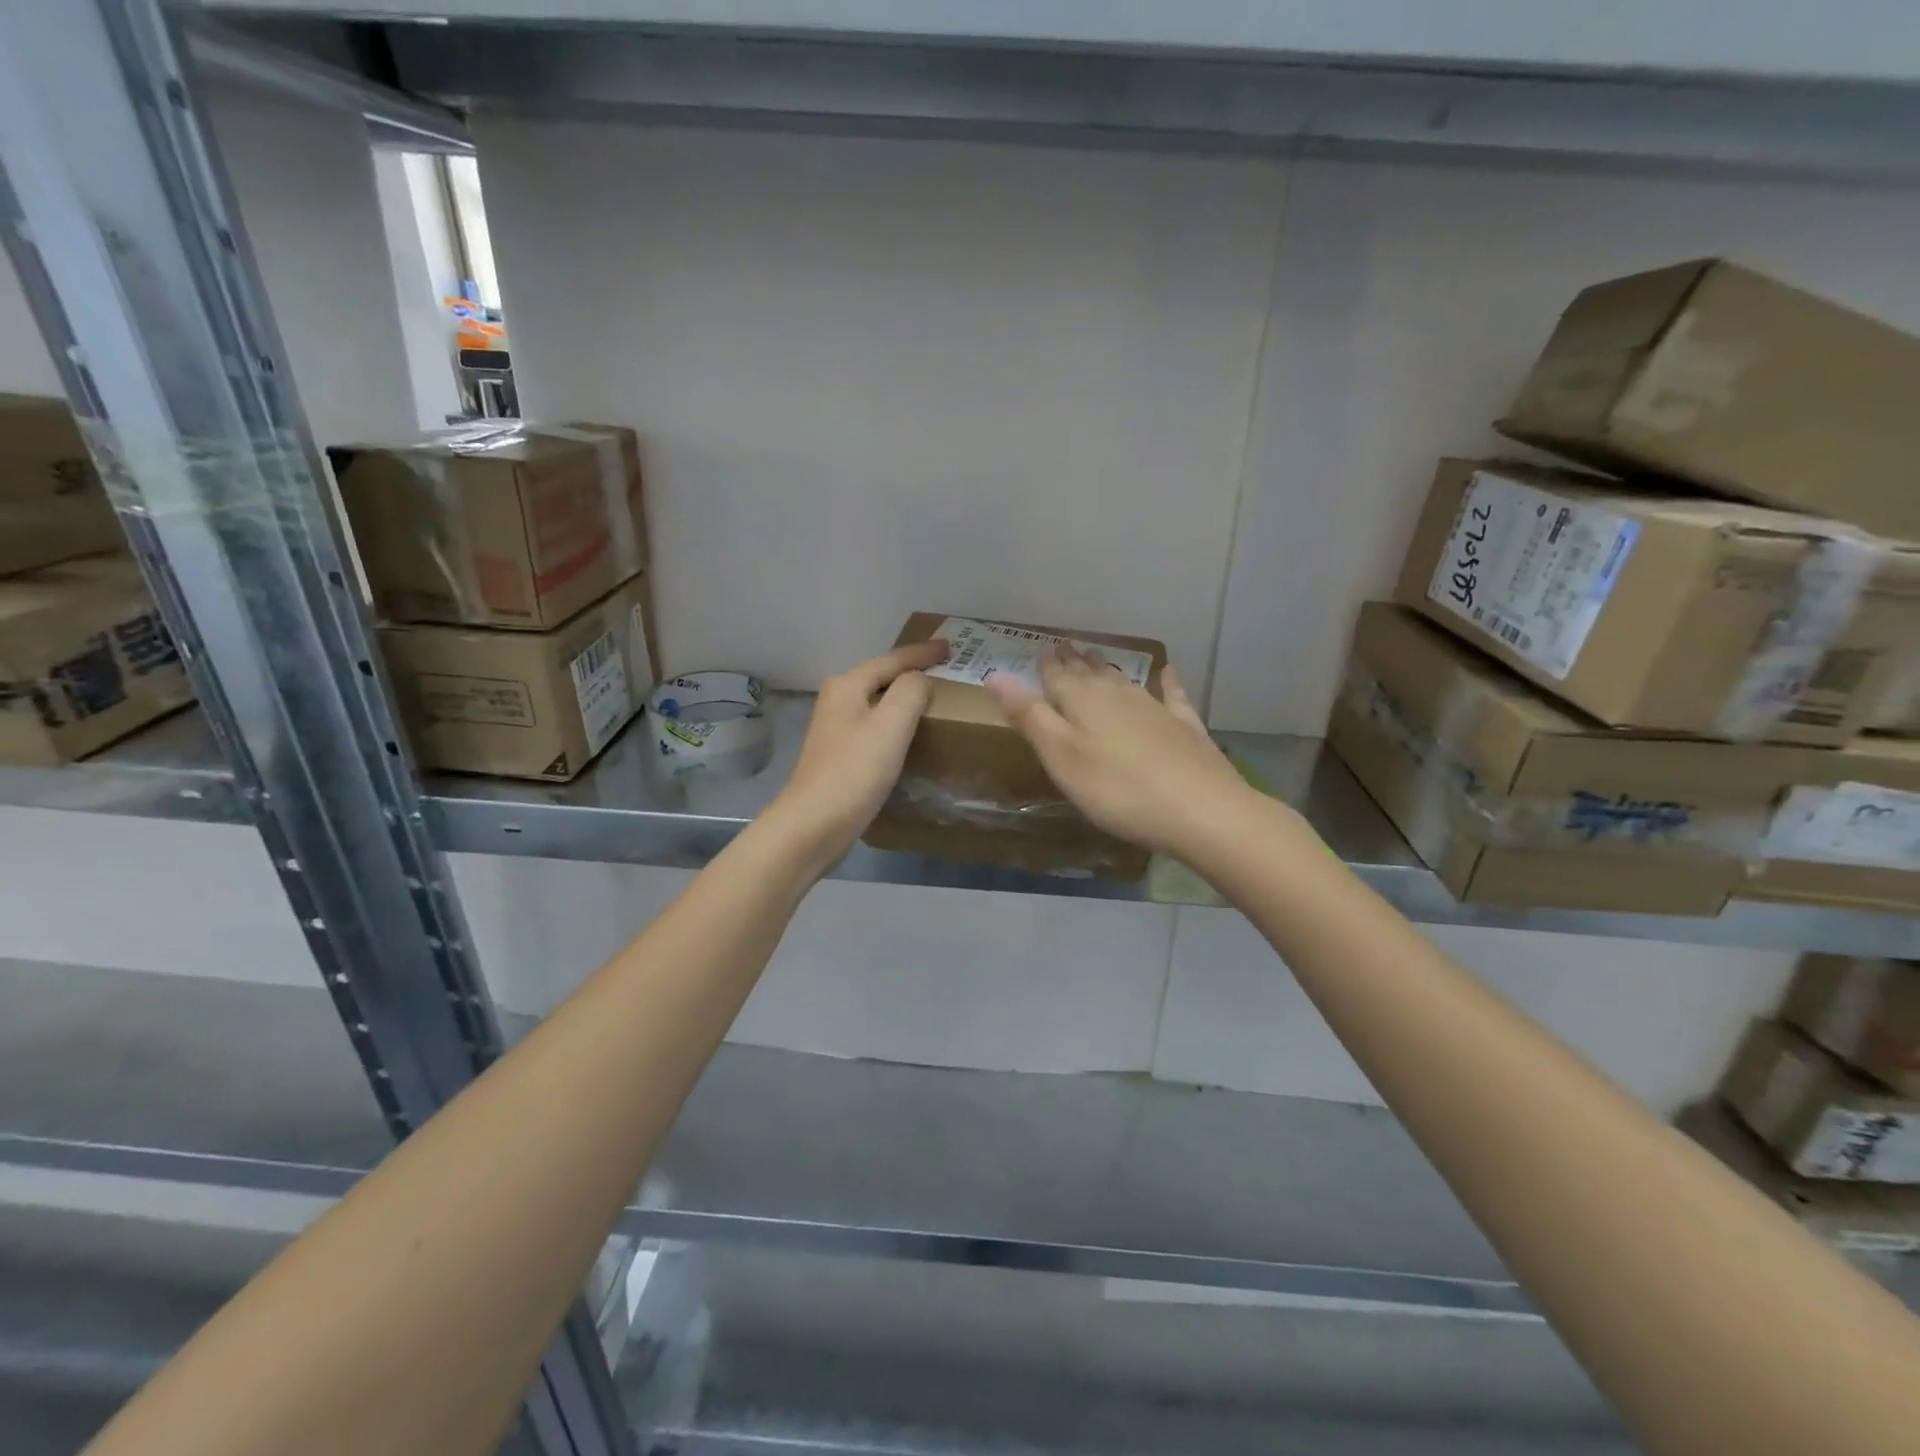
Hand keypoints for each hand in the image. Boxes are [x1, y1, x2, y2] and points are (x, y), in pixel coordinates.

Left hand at [763, 639, 948, 871]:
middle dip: (911, 672)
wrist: (813, 825)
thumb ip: (911, 691)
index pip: (892, 659)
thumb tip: (920, 679)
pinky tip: (909, 736)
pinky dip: (895, 724)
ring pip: (877, 703)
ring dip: (902, 698)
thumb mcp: (891, 724)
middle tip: (944, 670)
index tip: (950, 647)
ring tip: (932, 700)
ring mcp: (835, 730)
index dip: (922, 653)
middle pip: (881, 677)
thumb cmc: (854, 771)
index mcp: (847, 685)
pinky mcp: (839, 757)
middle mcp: (837, 701)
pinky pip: (875, 728)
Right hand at [986, 646, 1254, 858]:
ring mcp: (1154, 708)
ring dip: (1105, 667)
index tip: (1037, 648)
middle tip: (1063, 645)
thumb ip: (1030, 717)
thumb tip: (994, 675)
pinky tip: (1168, 670)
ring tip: (1095, 655)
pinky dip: (1167, 680)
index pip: (1056, 677)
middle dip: (1073, 661)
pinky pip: (1171, 694)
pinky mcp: (1184, 726)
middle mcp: (1117, 695)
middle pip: (1089, 673)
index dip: (1045, 665)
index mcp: (1082, 702)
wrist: (1201, 810)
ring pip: (1122, 680)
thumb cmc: (1117, 790)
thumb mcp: (1061, 758)